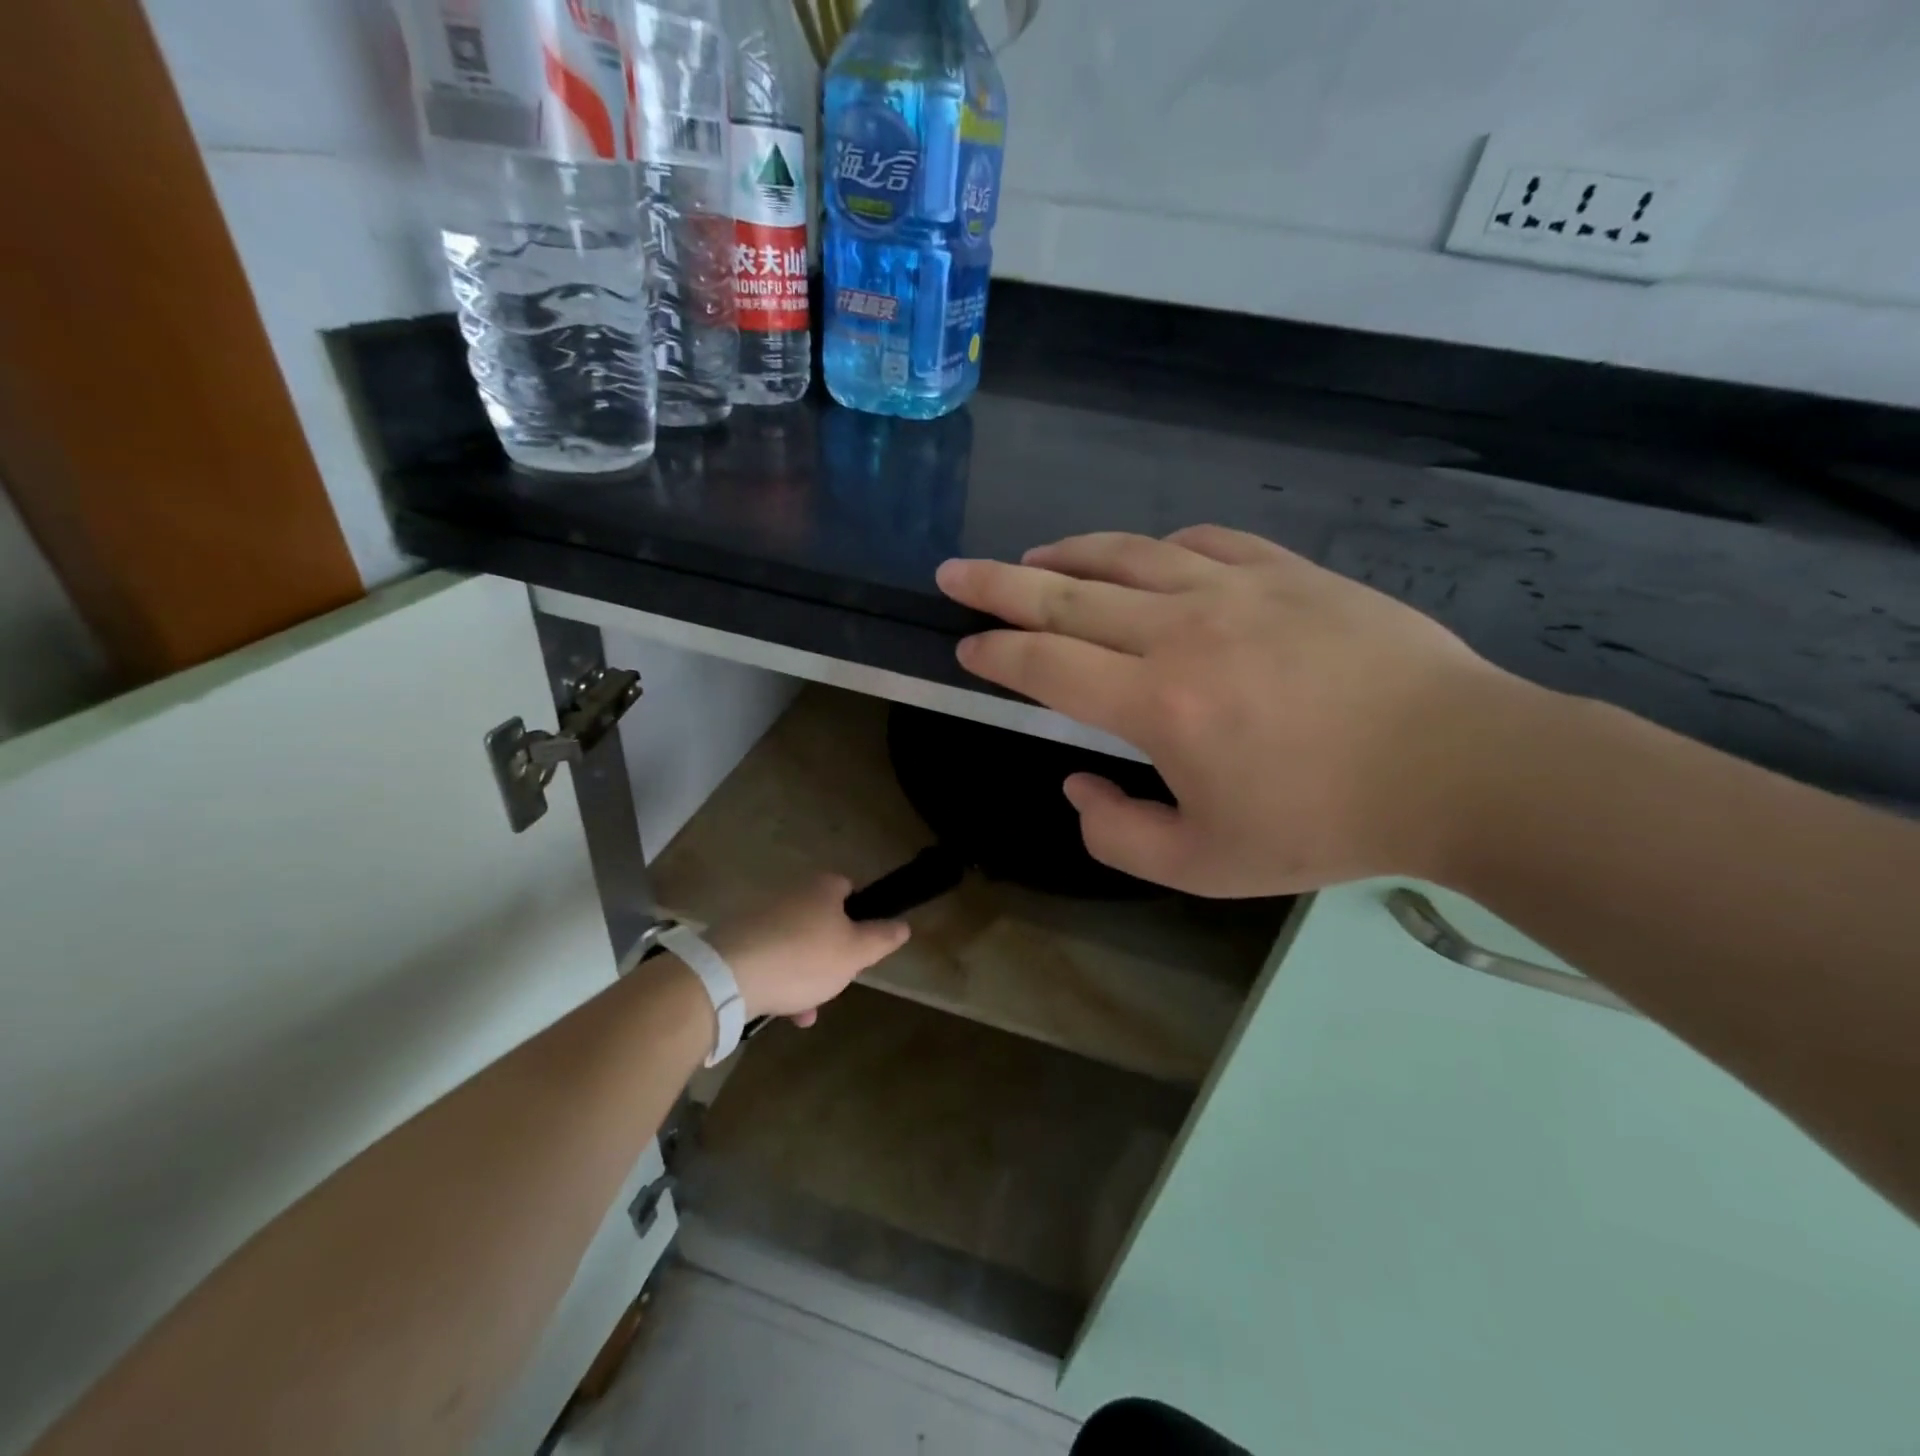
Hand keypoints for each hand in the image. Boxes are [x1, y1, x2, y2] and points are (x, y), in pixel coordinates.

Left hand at [705, 873, 909, 1025]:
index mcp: (821, 887)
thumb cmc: (802, 958)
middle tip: (836, 980)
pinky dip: (778, 980)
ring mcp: (758, 915)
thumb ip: (882, 938)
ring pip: (794, 944)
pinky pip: (767, 958)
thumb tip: (903, 925)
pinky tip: (783, 1011)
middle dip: (830, 953)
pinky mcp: (735, 940)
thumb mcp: (855, 953)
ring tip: (808, 1009)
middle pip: (820, 920)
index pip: (849, 889)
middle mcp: (790, 892)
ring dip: (804, 974)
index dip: (860, 916)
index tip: (861, 946)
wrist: (726, 976)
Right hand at [936, 526, 1526, 896]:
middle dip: (998, 584)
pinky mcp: (1288, 571)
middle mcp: (1183, 630)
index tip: (966, 647)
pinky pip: (1203, 543)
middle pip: (1066, 596)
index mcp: (1158, 703)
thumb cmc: (1324, 824)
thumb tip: (1078, 785)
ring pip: (1127, 555)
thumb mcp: (1206, 868)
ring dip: (1067, 554)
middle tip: (954, 572)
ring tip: (1033, 556)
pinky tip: (1146, 558)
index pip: (1046, 666)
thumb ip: (1118, 835)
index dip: (996, 654)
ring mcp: (1238, 589)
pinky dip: (1158, 549)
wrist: (1457, 765)